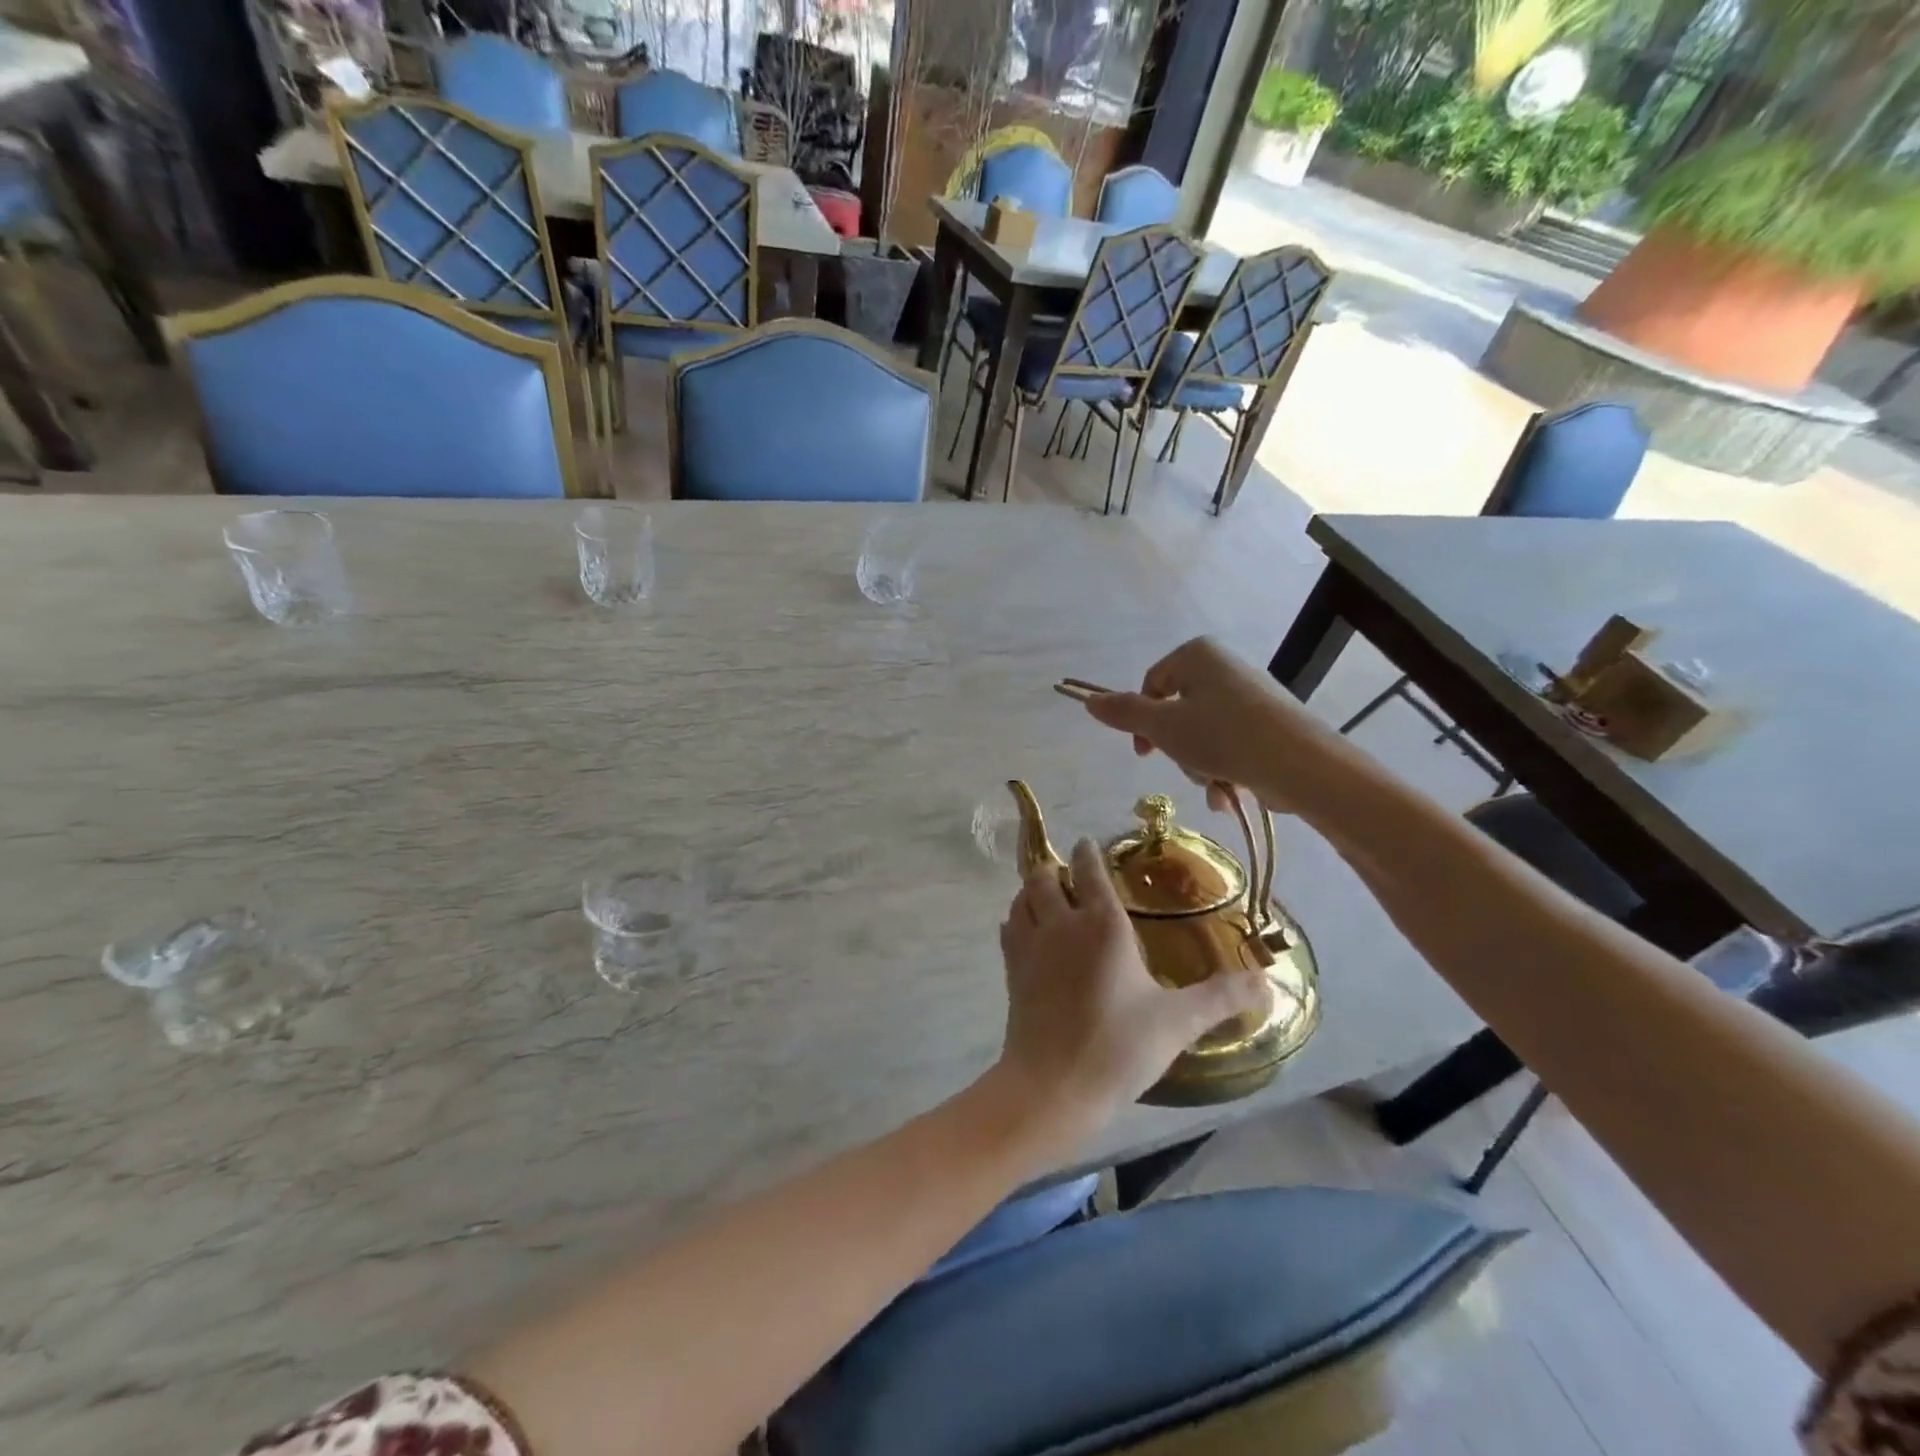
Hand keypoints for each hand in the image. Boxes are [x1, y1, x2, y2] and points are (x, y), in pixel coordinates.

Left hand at [995, 839, 1269, 1132]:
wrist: (1052, 1086)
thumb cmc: (1118, 1047)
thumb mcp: (1178, 1022)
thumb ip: (1221, 997)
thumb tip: (1266, 981)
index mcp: (1102, 925)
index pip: (1090, 871)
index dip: (1088, 853)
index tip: (1088, 843)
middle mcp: (1062, 923)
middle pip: (1046, 877)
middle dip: (1055, 868)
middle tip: (1068, 872)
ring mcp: (1031, 945)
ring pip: (1022, 898)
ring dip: (1032, 890)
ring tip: (1046, 894)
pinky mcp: (1012, 970)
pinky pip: (1010, 928)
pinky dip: (1018, 918)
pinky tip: (1026, 930)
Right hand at [1082, 637, 1347, 813]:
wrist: (1301, 764)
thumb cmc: (1223, 736)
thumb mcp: (1163, 726)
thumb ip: (1124, 713)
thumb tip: (1088, 700)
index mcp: (1197, 655)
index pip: (1151, 683)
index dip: (1141, 720)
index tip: (1144, 752)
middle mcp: (1225, 667)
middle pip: (1177, 712)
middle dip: (1177, 748)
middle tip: (1186, 765)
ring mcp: (1252, 696)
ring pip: (1203, 734)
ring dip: (1200, 766)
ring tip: (1215, 783)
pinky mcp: (1271, 724)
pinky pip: (1232, 745)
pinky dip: (1225, 770)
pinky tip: (1230, 793)